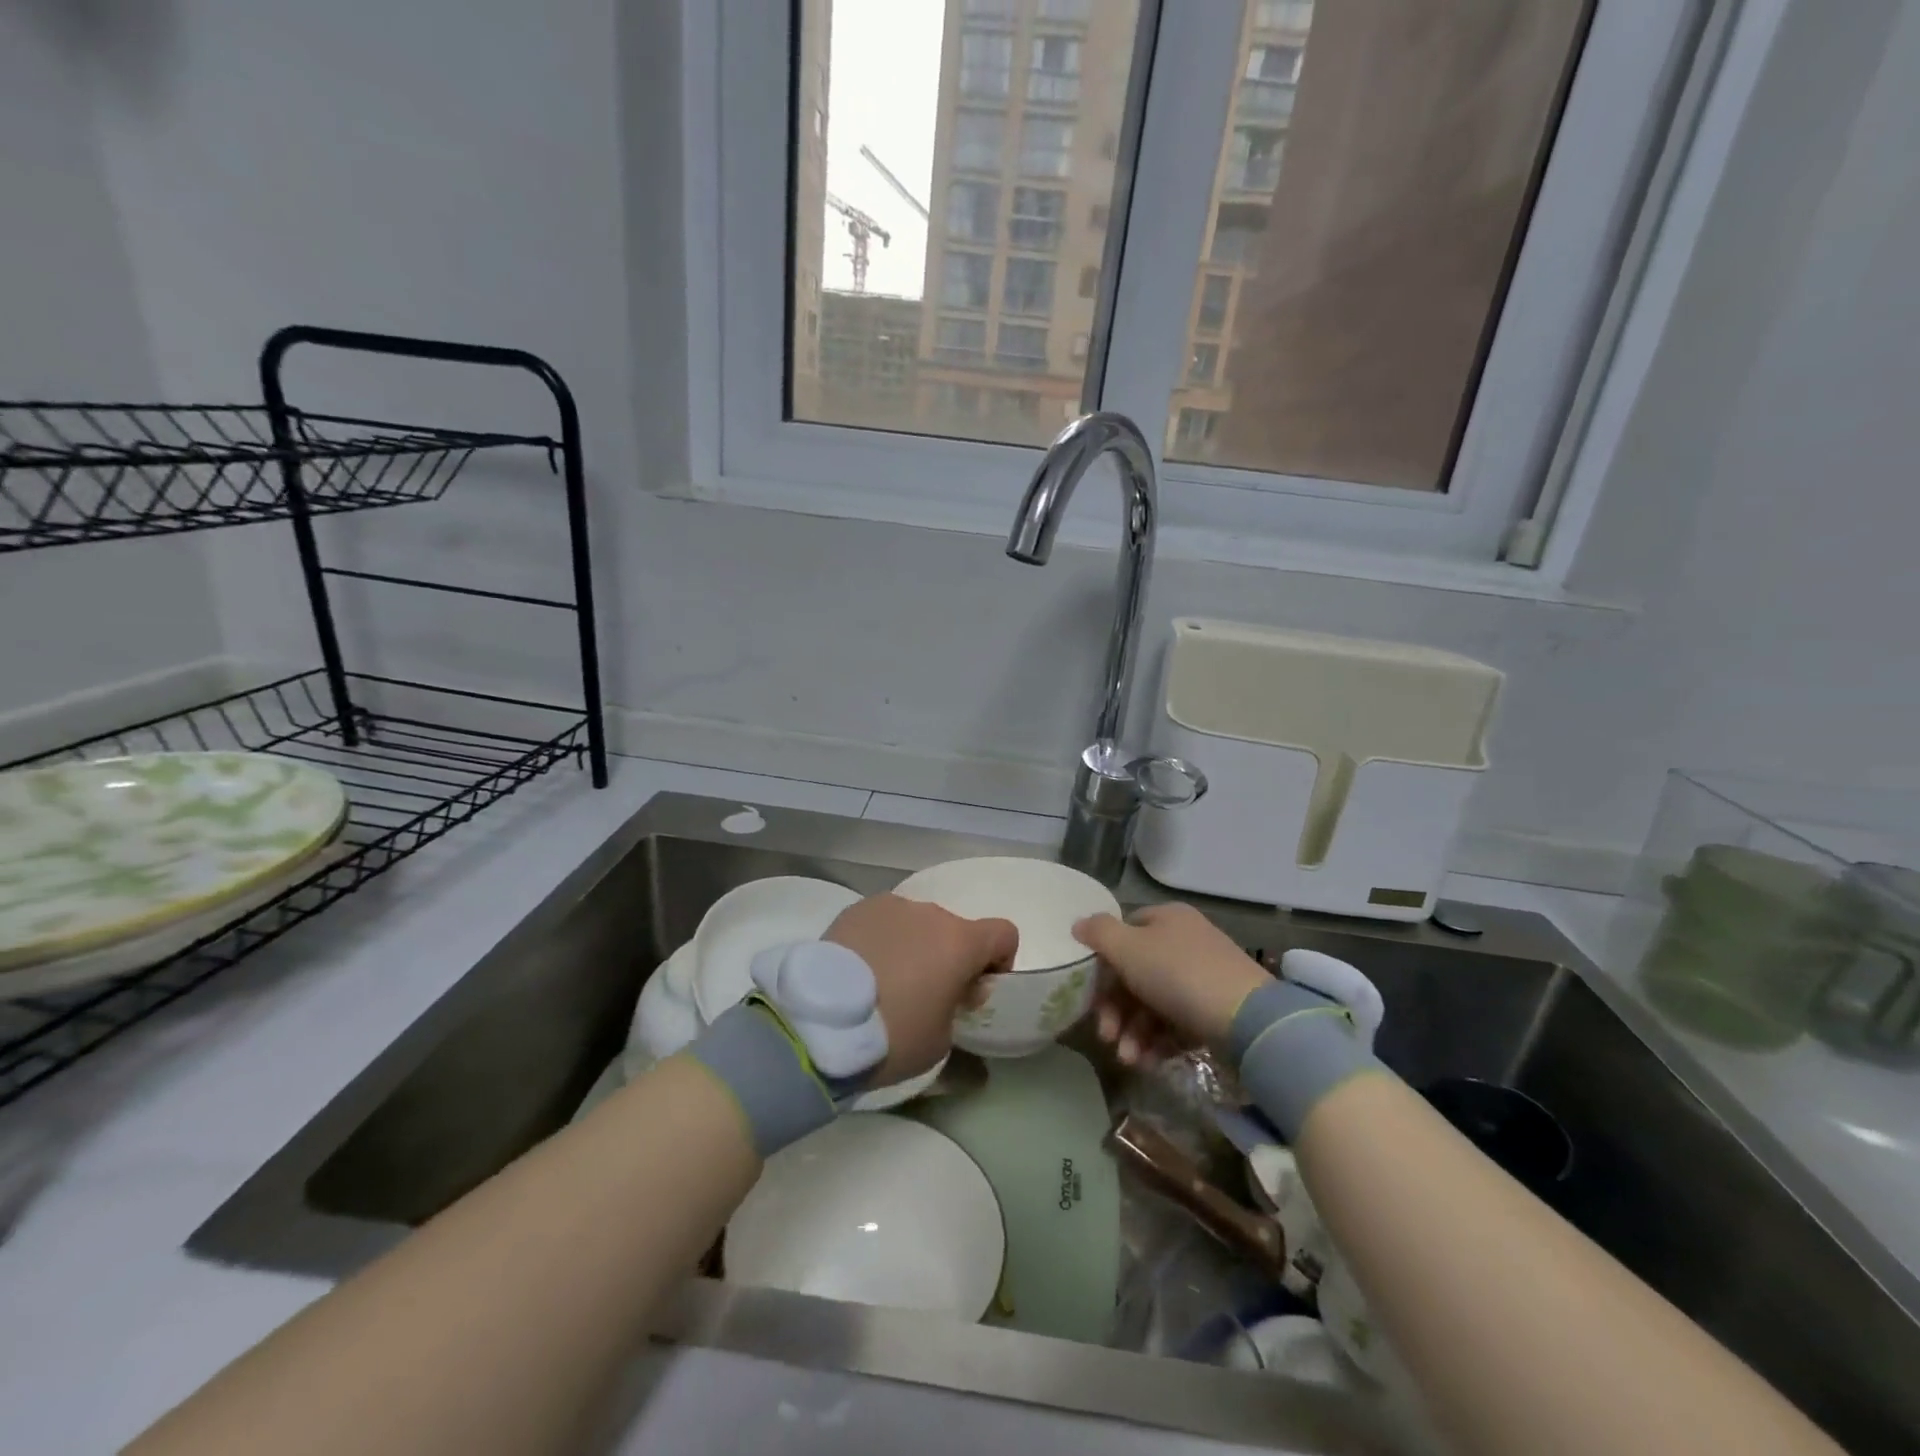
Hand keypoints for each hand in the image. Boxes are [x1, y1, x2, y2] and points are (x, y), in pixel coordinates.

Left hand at [825, 894, 1017, 1084]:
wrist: (821, 1021)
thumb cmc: (893, 1034)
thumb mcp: (940, 1042)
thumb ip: (959, 1012)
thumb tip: (957, 1000)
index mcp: (960, 942)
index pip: (1004, 933)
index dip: (998, 960)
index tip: (975, 989)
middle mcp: (931, 913)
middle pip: (954, 931)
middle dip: (948, 958)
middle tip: (925, 995)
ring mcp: (891, 906)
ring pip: (916, 924)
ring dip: (913, 947)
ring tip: (885, 982)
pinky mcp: (857, 909)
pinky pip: (884, 923)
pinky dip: (882, 941)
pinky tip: (860, 971)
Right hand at [1073, 903, 1269, 1066]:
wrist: (1248, 1019)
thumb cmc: (1179, 974)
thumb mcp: (1128, 948)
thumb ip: (1099, 933)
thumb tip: (1079, 925)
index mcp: (1166, 920)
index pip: (1125, 933)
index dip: (1104, 962)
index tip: (1091, 993)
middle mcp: (1185, 943)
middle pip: (1136, 974)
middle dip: (1116, 1009)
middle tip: (1105, 1036)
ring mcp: (1202, 978)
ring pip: (1153, 1003)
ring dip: (1133, 1032)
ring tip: (1128, 1059)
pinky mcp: (1214, 1012)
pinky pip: (1176, 1023)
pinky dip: (1158, 1041)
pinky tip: (1149, 1061)